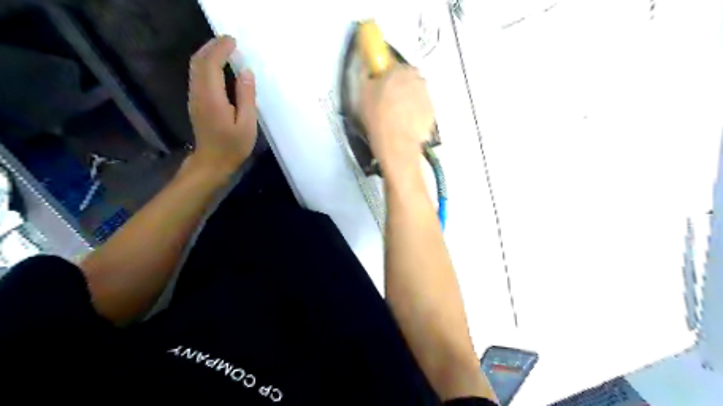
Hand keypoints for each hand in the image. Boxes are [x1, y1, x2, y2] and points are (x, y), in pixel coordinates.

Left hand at [186, 37, 255, 176]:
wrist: (212, 162)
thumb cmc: (233, 146)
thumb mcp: (247, 124)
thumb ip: (246, 97)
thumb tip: (246, 72)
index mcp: (212, 97)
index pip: (212, 64)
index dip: (221, 49)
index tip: (233, 41)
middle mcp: (199, 93)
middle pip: (199, 61)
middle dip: (212, 46)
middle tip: (229, 41)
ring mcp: (194, 97)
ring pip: (195, 67)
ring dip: (207, 54)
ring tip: (224, 49)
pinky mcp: (195, 102)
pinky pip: (197, 76)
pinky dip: (206, 64)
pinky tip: (218, 66)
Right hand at [360, 64, 433, 174]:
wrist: (396, 143)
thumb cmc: (377, 116)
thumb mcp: (363, 93)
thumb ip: (367, 75)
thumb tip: (368, 67)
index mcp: (401, 70)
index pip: (396, 65)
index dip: (388, 76)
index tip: (382, 85)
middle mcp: (418, 79)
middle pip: (409, 80)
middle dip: (401, 87)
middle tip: (388, 102)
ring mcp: (428, 97)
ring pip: (417, 95)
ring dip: (409, 101)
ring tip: (396, 117)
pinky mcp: (432, 114)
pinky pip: (422, 110)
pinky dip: (415, 114)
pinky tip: (405, 125)